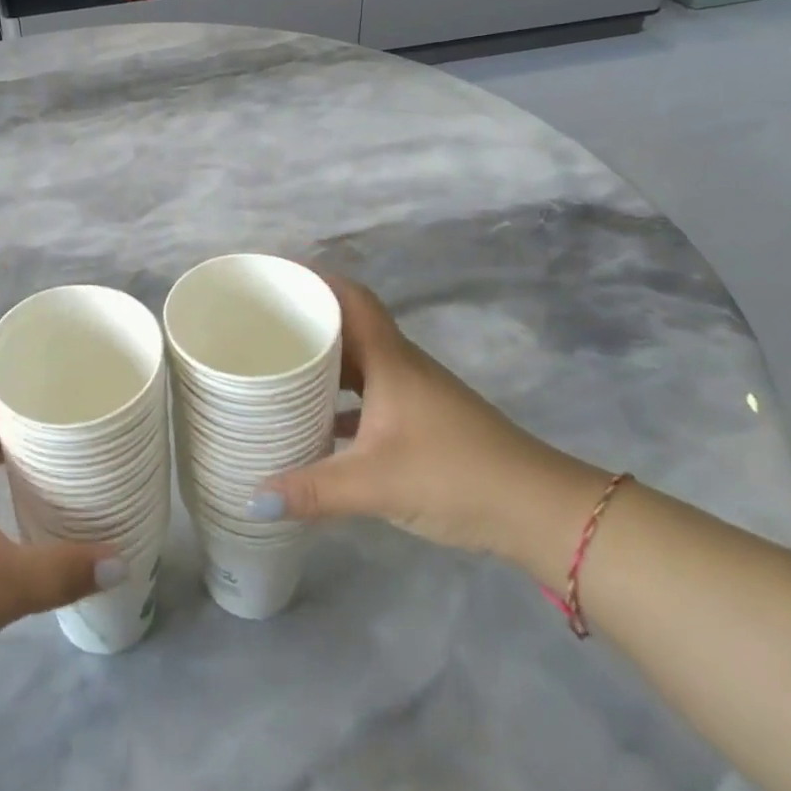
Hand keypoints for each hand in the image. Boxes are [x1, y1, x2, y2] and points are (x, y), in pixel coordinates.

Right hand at [254, 277, 607, 581]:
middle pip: (349, 325)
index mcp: (389, 360)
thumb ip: (314, 491)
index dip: (314, 281)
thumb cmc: (454, 475)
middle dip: (308, 320)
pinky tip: (316, 423)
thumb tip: (253, 498)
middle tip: (262, 326)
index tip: (276, 280)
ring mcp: (413, 393)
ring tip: (279, 367)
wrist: (538, 510)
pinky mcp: (422, 420)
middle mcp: (400, 365)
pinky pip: (370, 393)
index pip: (350, 298)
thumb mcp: (376, 484)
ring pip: (359, 361)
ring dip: (324, 361)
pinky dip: (341, 399)